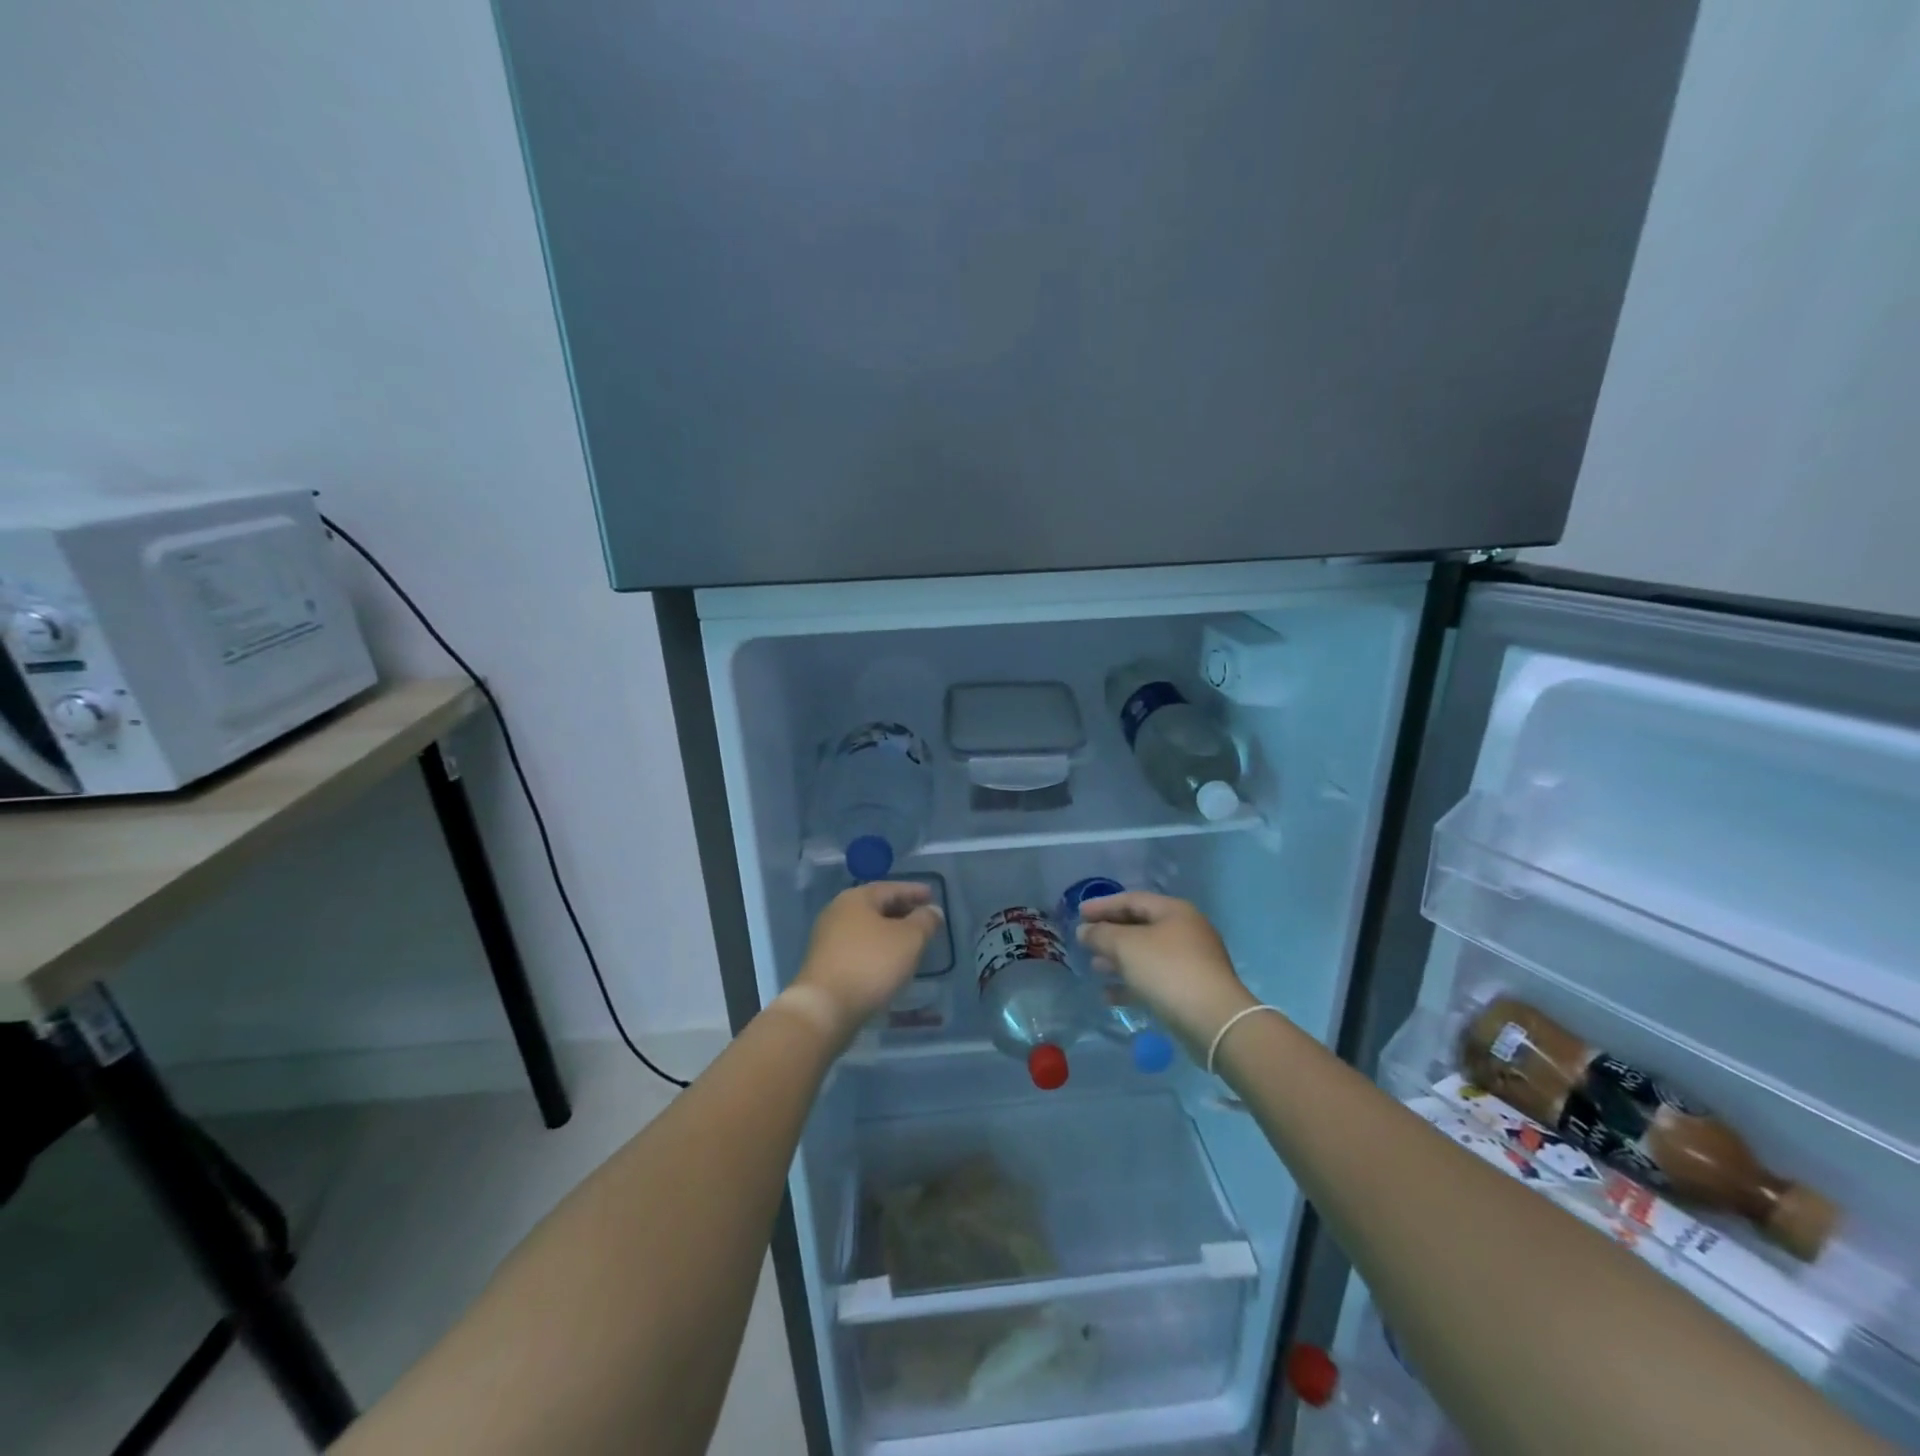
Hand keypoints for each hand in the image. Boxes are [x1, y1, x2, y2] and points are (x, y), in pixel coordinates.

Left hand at [792, 881, 943, 1042]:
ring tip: (911, 941)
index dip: (914, 891)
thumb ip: (925, 921)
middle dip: (902, 911)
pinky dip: (877, 948)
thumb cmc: (871, 964)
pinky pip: (859, 947)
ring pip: (867, 928)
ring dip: (890, 932)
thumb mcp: (909, 939)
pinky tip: (890, 962)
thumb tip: (932, 910)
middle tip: (924, 918)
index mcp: (856, 899)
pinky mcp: (826, 963)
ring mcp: (828, 938)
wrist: (825, 1008)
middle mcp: (838, 912)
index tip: (933, 896)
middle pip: (876, 906)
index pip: (891, 888)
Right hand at [1076, 892, 1256, 1050]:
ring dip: (1118, 959)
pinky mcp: (1190, 990)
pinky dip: (1132, 984)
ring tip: (1094, 966)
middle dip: (1110, 933)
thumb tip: (1084, 930)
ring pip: (1146, 955)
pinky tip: (1109, 996)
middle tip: (1085, 940)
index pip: (1132, 900)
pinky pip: (1154, 980)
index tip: (1078, 913)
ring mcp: (1191, 962)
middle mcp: (1185, 931)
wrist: (1214, 1021)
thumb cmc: (1168, 971)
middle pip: (1140, 926)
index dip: (1103, 905)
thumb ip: (1101, 934)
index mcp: (1174, 912)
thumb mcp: (1126, 946)